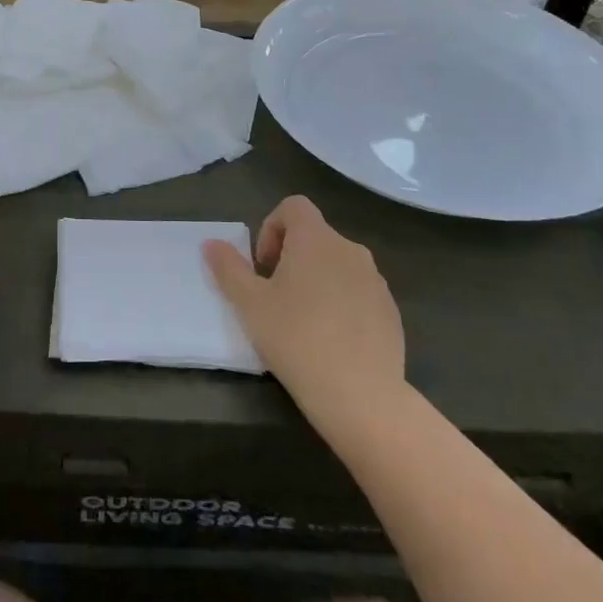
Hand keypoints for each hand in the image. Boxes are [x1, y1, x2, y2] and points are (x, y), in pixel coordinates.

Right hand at [204, 196, 405, 440]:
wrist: (361, 395)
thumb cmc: (297, 338)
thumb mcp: (250, 304)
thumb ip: (229, 268)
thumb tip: (211, 243)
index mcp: (316, 239)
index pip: (293, 206)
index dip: (272, 227)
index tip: (263, 266)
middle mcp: (350, 249)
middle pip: (315, 236)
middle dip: (291, 257)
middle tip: (274, 296)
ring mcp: (376, 281)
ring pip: (337, 265)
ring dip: (316, 280)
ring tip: (302, 321)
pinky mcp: (391, 311)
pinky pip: (358, 292)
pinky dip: (341, 303)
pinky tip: (330, 341)